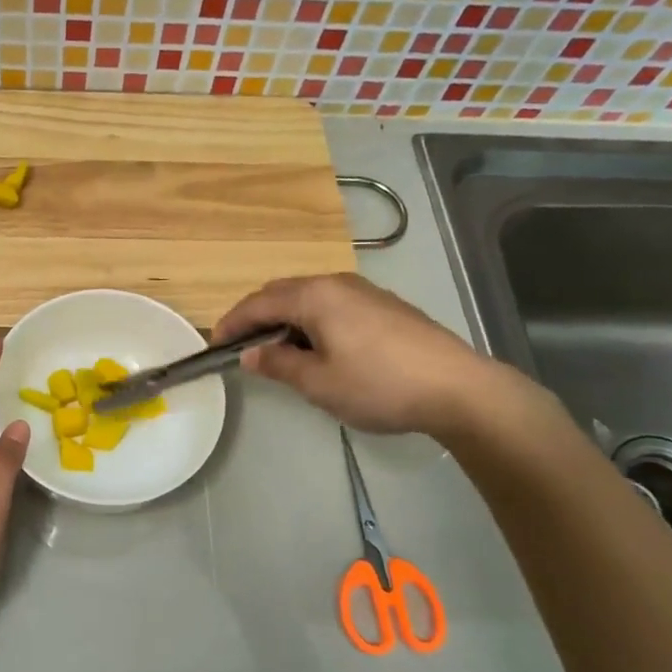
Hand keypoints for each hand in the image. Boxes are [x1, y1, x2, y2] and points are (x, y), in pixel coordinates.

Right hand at [213, 274, 511, 438]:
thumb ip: (278, 364)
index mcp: (315, 296)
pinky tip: (318, 348)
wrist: (458, 388)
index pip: (258, 302)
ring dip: (285, 318)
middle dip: (256, 316)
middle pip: (282, 292)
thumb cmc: (379, 384)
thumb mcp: (318, 383)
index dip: (232, 323)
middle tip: (241, 346)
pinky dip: (311, 321)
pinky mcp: (385, 306)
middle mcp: (337, 283)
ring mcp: (364, 292)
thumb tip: (251, 354)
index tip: (214, 345)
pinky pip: (332, 305)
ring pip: (309, 297)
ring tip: (276, 350)